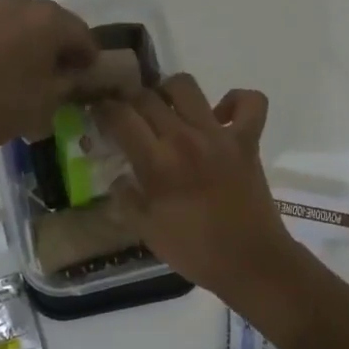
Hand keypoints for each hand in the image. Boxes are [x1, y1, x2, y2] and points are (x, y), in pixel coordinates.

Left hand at [0, 0, 97, 160]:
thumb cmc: (11, 106)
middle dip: (57, 40)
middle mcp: (24, 3)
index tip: (86, 72)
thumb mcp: (53, 98)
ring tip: (23, 55)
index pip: (81, 34)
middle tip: (56, 67)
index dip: (87, 55)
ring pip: (19, 11)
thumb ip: (71, 80)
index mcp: (52, 20)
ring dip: (26, 28)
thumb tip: (75, 74)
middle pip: (51, 20)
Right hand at [97, 74, 301, 300]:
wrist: (250, 262)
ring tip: (166, 109)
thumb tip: (119, 176)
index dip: (103, 109)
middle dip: (129, 100)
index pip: (120, 117)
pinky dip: (236, 101)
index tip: (98, 113)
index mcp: (157, 163)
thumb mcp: (146, 231)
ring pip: (186, 86)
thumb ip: (127, 198)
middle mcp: (185, 139)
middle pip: (147, 97)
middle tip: (128, 115)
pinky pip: (250, 102)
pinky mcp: (248, 140)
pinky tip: (221, 115)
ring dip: (169, 91)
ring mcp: (219, 135)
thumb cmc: (195, 251)